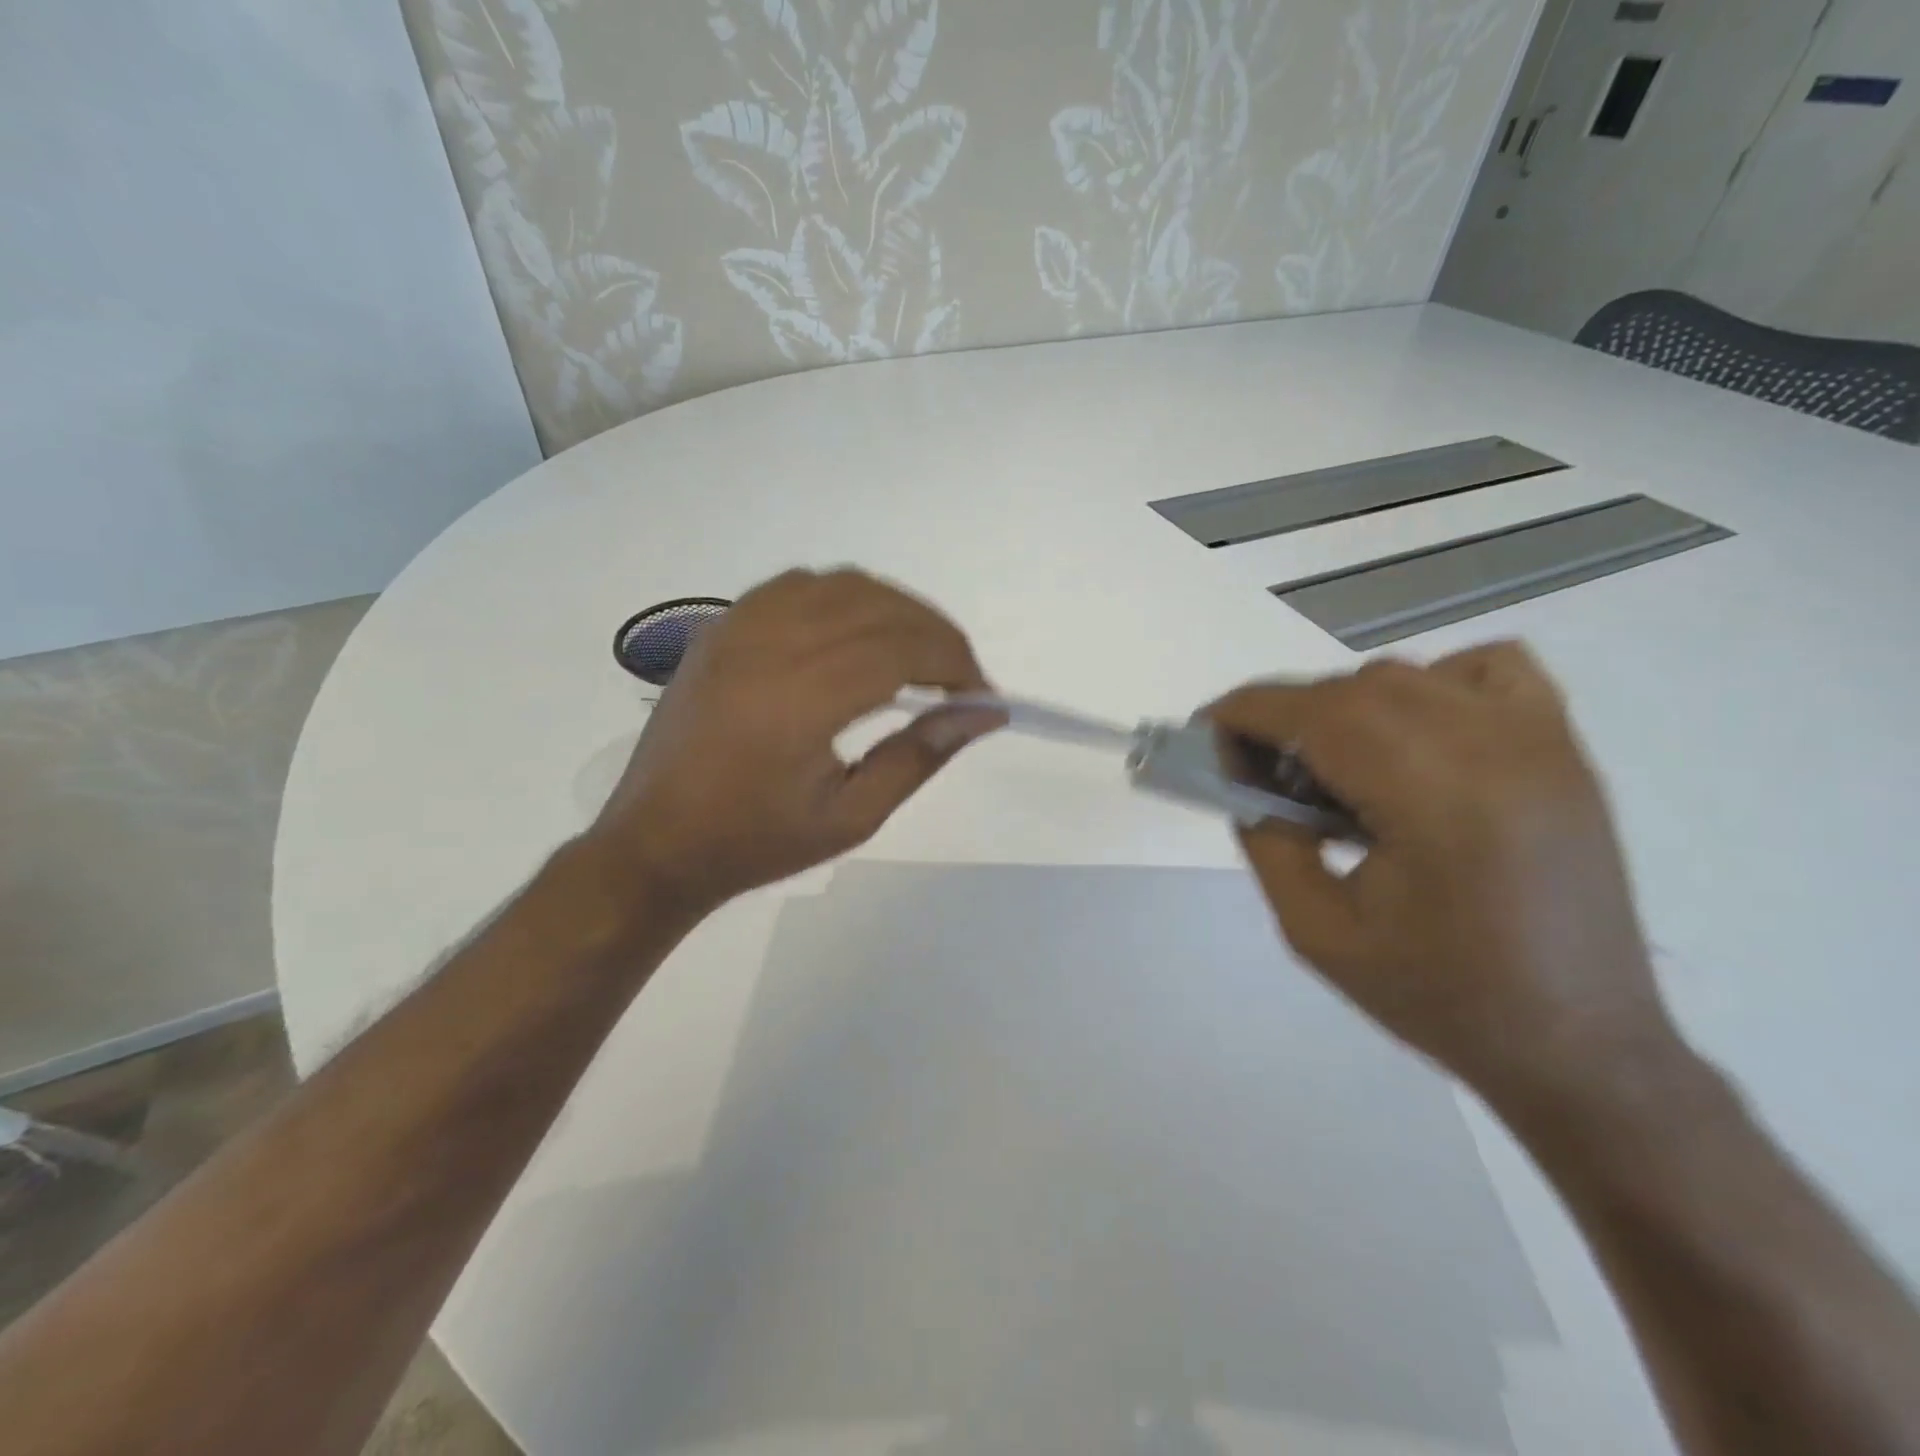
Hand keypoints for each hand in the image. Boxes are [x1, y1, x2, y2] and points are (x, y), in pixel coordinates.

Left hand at [583, 568, 999, 915]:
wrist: (656, 844)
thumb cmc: (756, 843)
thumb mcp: (851, 817)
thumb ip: (918, 757)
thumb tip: (982, 715)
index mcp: (800, 700)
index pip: (900, 649)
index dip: (955, 662)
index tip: (982, 696)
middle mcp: (768, 646)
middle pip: (877, 607)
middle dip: (935, 633)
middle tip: (960, 677)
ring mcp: (737, 628)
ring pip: (839, 585)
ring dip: (893, 608)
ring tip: (918, 651)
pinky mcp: (719, 627)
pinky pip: (795, 586)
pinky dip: (843, 597)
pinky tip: (856, 632)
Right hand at [1208, 643, 1675, 1101]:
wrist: (1577, 1043)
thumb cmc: (1438, 997)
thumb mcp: (1315, 931)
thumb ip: (1266, 840)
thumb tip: (1240, 775)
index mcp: (1437, 801)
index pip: (1319, 715)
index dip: (1249, 710)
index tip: (1205, 728)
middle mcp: (1495, 750)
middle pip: (1357, 688)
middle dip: (1286, 712)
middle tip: (1253, 761)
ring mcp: (1540, 740)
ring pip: (1409, 674)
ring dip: (1345, 704)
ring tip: (1327, 763)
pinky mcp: (1563, 747)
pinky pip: (1486, 670)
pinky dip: (1430, 682)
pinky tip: (1412, 735)